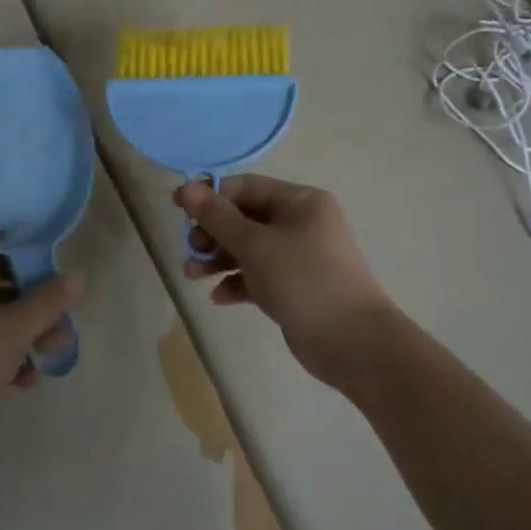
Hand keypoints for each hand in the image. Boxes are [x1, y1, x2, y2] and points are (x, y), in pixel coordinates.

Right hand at [175, 175, 395, 386]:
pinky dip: (239, 282)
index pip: (247, 187)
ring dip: (220, 260)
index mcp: (301, 202)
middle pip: (247, 218)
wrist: (352, 341)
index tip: (177, 210)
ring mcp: (302, 257)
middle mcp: (303, 223)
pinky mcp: (298, 287)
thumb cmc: (302, 279)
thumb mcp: (254, 244)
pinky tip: (219, 297)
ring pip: (252, 249)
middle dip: (214, 233)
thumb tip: (186, 187)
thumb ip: (217, 217)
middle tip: (191, 249)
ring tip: (191, 275)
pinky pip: (261, 276)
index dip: (210, 196)